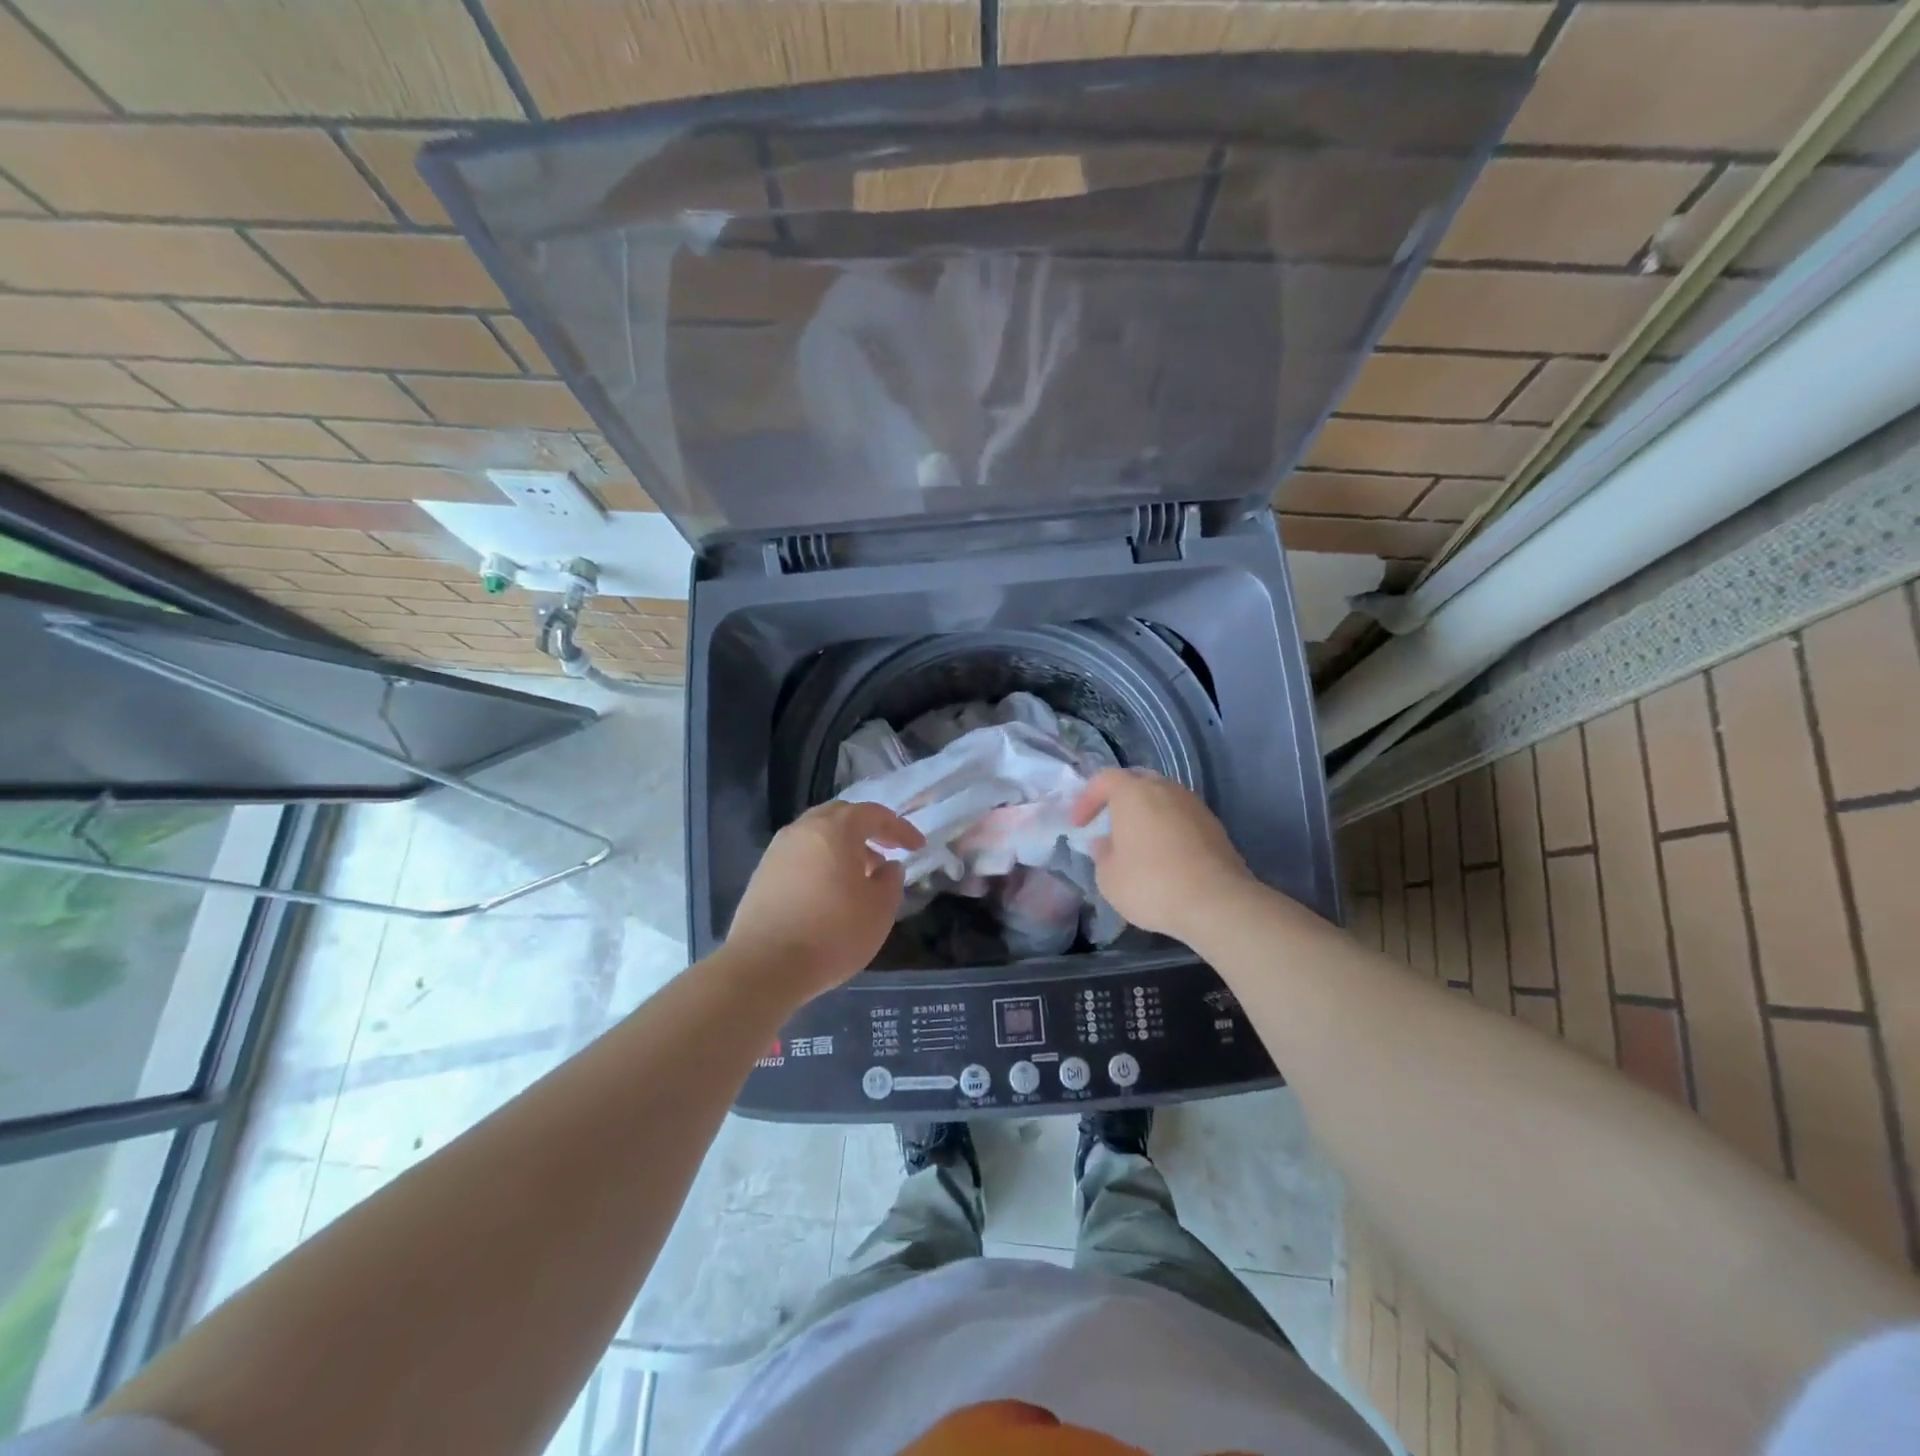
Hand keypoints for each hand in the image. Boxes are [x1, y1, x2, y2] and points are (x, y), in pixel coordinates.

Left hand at [723, 801, 924, 1001]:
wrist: (764, 966)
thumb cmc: (832, 933)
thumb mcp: (879, 910)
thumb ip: (890, 881)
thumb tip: (887, 866)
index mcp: (835, 829)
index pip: (874, 815)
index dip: (899, 828)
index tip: (917, 846)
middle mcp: (803, 830)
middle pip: (840, 816)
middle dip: (867, 830)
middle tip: (886, 850)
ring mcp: (777, 851)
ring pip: (817, 835)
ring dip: (842, 847)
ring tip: (860, 875)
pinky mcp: (762, 874)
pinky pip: (800, 855)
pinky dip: (820, 862)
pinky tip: (829, 891)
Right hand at [1072, 768, 1257, 943]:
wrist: (1217, 902)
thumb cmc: (1152, 884)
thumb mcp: (1109, 878)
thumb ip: (1102, 855)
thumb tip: (1105, 843)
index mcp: (1133, 792)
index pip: (1104, 779)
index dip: (1087, 799)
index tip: (1079, 824)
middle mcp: (1165, 789)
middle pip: (1137, 782)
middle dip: (1119, 799)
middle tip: (1109, 823)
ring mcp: (1193, 805)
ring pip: (1163, 798)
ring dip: (1147, 814)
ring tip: (1137, 842)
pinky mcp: (1214, 826)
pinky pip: (1181, 817)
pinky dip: (1168, 828)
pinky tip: (1164, 855)